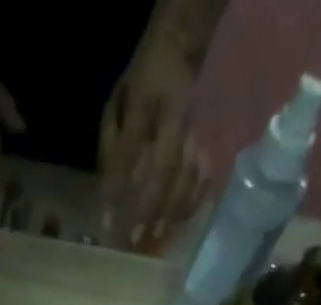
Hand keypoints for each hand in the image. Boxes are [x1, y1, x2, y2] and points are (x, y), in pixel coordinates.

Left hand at [99, 36, 210, 247]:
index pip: (130, 146)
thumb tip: (107, 199)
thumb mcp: (118, 104)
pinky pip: (205, 176)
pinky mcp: (212, 139)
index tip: (109, 224)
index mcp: (149, 96)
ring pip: (188, 176)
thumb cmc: (143, 83)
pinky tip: (180, 223)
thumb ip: (112, 147)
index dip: (118, 187)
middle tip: (136, 240)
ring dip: (172, 212)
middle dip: (149, 208)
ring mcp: (199, 126)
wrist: (182, 48)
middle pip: (165, 168)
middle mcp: (179, 112)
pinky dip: (193, 202)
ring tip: (157, 238)